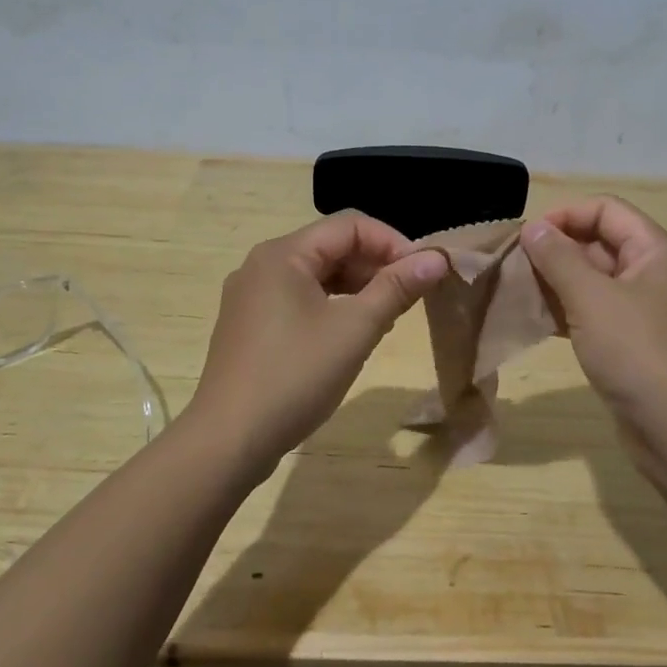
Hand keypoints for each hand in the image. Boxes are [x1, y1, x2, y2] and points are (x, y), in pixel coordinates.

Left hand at [189, 212, 448, 472]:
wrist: (228, 441)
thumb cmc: (295, 376)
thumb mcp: (355, 329)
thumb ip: (397, 287)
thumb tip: (438, 257)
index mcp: (283, 254)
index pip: (350, 225)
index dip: (393, 242)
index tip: (423, 273)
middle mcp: (262, 265)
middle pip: (331, 247)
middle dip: (376, 265)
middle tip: (410, 297)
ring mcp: (252, 296)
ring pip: (317, 275)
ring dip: (357, 287)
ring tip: (388, 317)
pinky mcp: (250, 325)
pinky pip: (300, 299)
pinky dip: (332, 306)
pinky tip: (353, 334)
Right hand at [520, 197, 666, 450]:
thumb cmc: (638, 352)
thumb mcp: (591, 298)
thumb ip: (558, 257)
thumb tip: (534, 228)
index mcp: (658, 252)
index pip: (608, 211)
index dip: (566, 216)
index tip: (528, 238)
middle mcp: (659, 275)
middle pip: (603, 244)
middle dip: (559, 251)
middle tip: (517, 267)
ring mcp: (651, 313)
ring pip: (598, 282)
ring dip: (560, 283)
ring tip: (522, 293)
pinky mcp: (640, 346)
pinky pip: (600, 314)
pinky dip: (572, 312)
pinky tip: (541, 322)